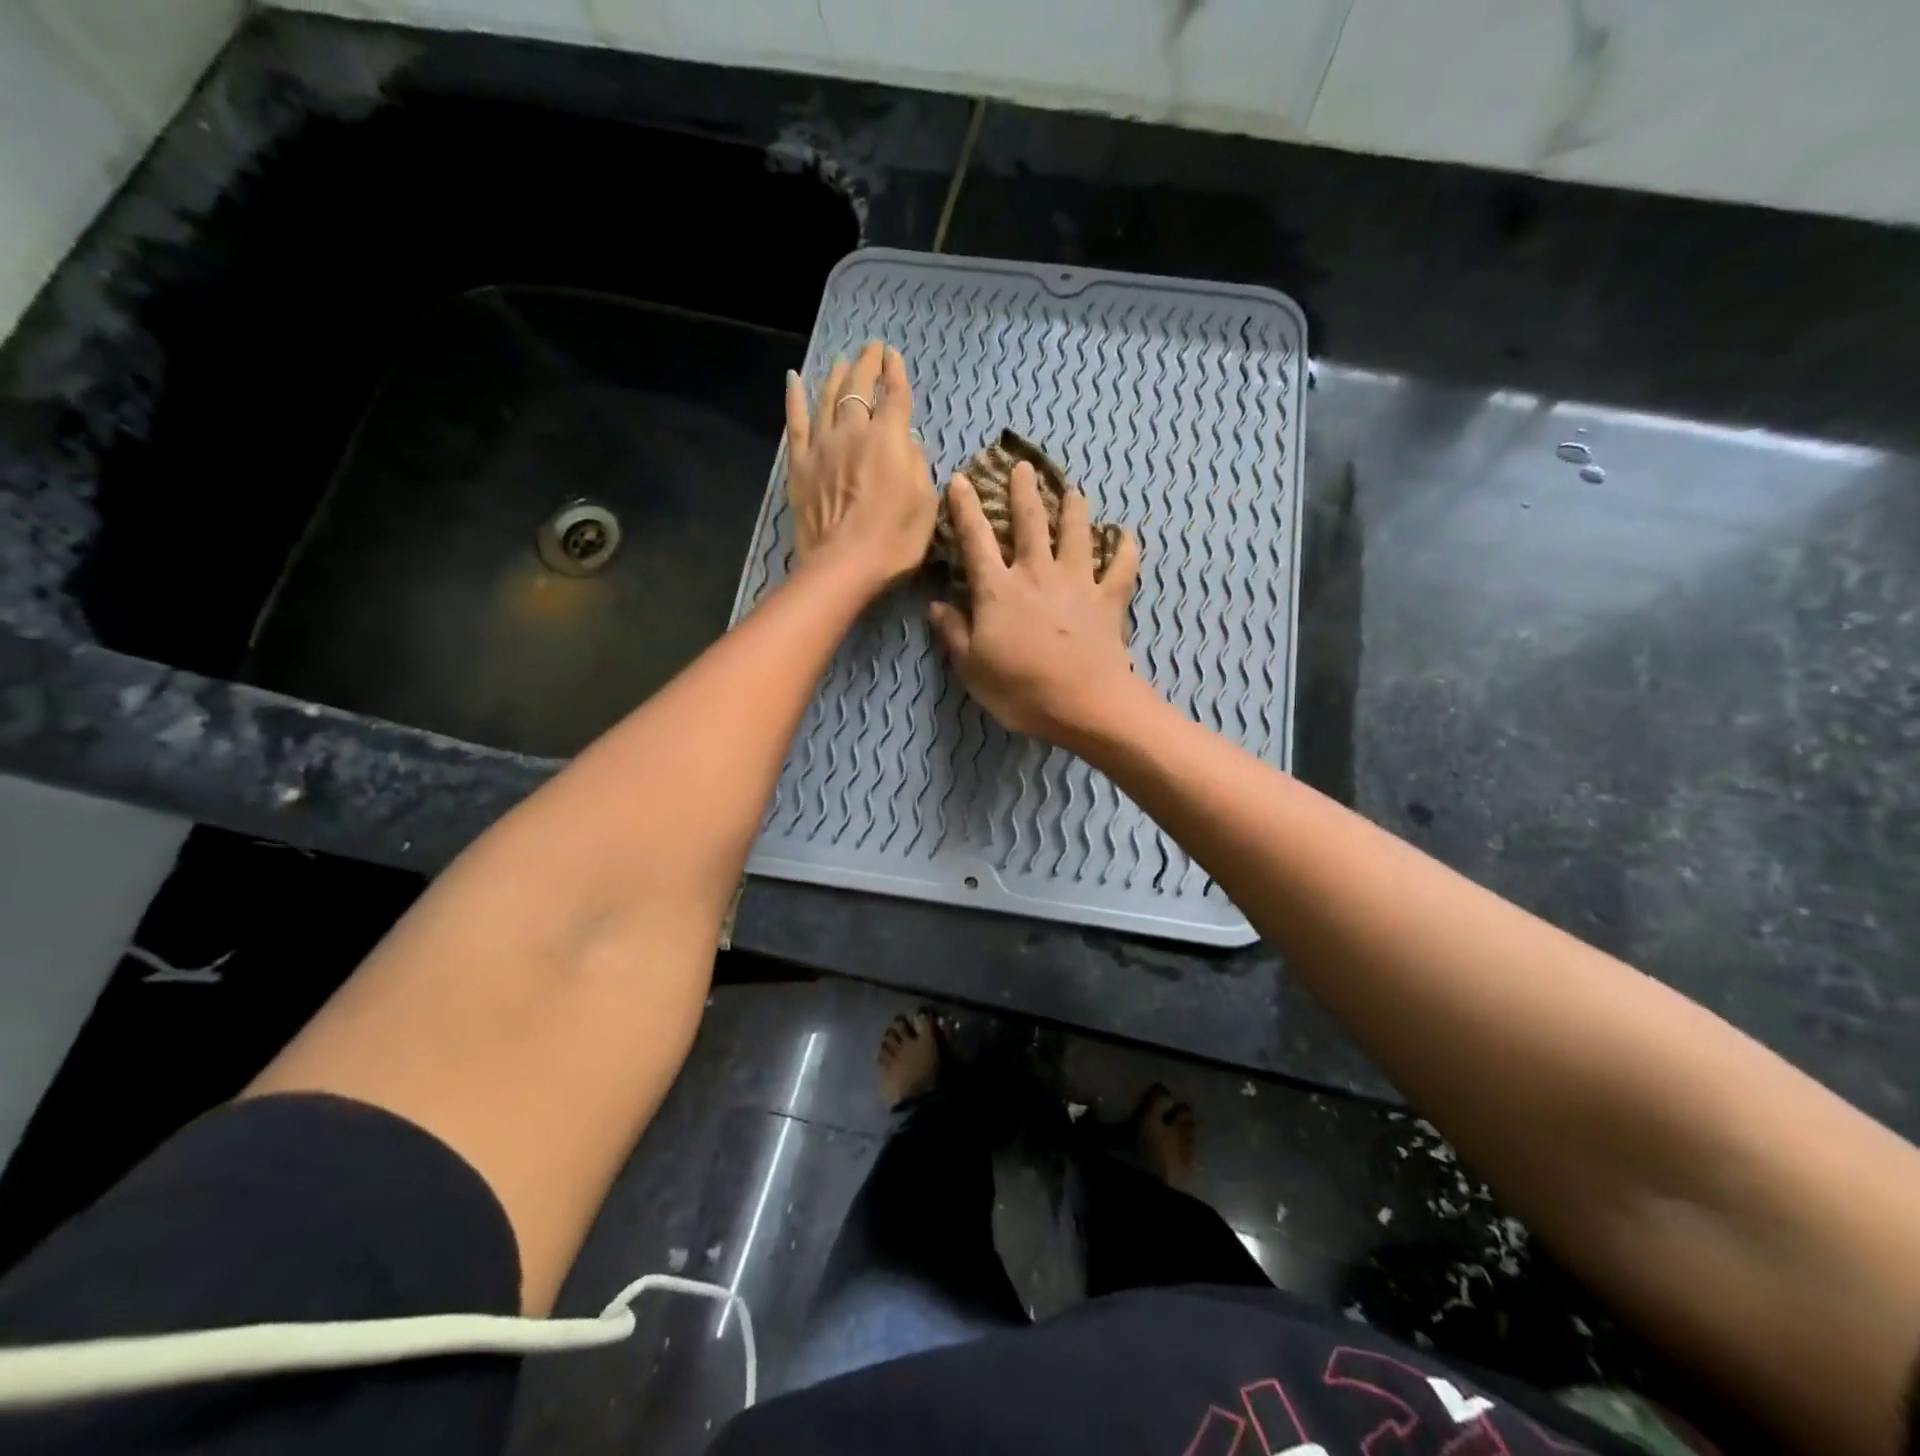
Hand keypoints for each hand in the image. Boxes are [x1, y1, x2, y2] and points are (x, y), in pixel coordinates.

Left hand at [785, 341, 935, 591]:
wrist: (843, 566)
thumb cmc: (894, 541)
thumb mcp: (925, 503)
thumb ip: (917, 464)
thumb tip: (907, 441)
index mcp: (888, 439)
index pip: (894, 396)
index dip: (895, 373)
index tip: (893, 356)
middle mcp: (853, 431)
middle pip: (858, 388)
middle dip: (867, 365)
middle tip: (871, 350)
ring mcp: (822, 446)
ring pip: (827, 398)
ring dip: (836, 375)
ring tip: (842, 362)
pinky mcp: (799, 465)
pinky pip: (796, 423)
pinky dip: (795, 399)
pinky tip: (794, 380)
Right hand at [928, 461, 1142, 742]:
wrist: (1085, 704)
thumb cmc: (1021, 690)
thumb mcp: (972, 668)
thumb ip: (953, 633)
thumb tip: (935, 605)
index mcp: (998, 590)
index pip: (975, 540)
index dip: (965, 508)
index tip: (960, 479)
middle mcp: (1037, 574)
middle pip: (1030, 523)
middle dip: (1023, 492)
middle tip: (1023, 467)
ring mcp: (1077, 584)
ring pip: (1076, 534)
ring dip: (1074, 509)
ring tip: (1073, 491)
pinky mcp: (1108, 600)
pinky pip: (1121, 567)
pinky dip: (1125, 549)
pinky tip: (1126, 535)